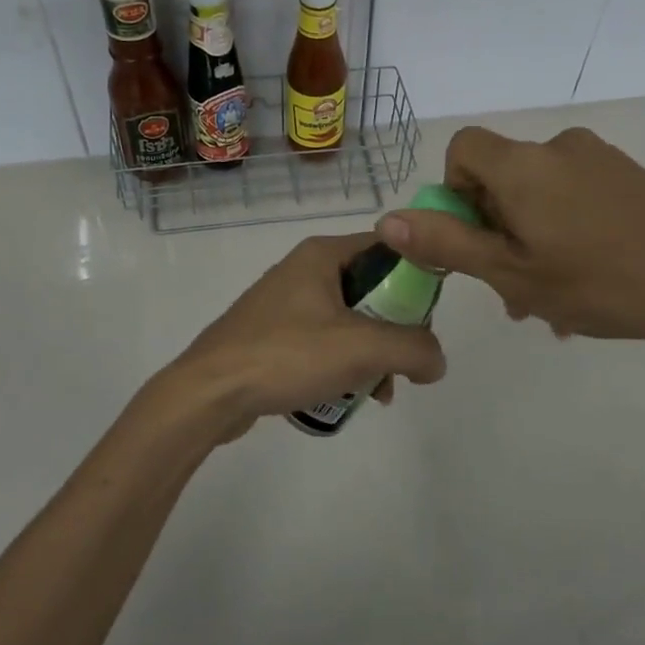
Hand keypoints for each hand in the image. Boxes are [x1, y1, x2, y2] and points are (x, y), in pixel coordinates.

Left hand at [156, 232, 447, 442]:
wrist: (208, 393)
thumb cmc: (286, 355)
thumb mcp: (362, 348)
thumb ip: (413, 349)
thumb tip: (436, 361)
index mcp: (322, 255)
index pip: (388, 248)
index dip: (417, 277)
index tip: (429, 317)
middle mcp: (304, 270)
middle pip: (371, 289)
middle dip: (395, 329)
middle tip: (405, 362)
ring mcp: (285, 303)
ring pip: (349, 320)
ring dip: (371, 354)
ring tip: (379, 392)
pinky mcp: (272, 335)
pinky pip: (323, 342)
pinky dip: (342, 364)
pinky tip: (349, 396)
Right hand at [376, 125, 644, 347]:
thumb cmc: (600, 283)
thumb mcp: (512, 273)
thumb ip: (447, 242)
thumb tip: (387, 219)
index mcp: (523, 166)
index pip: (463, 148)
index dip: (454, 192)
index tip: (476, 239)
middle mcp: (558, 148)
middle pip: (501, 178)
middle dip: (495, 231)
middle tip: (512, 291)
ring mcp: (599, 160)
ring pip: (539, 196)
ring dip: (530, 242)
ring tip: (552, 303)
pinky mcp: (629, 177)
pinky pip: (574, 198)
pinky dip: (564, 233)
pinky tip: (586, 285)